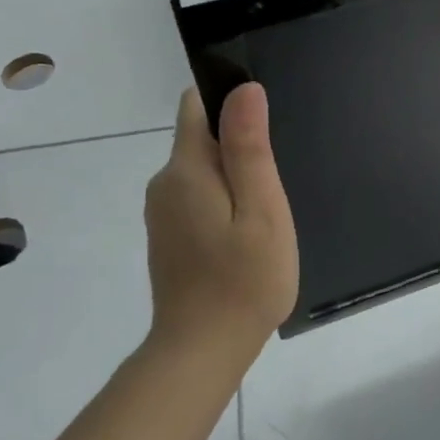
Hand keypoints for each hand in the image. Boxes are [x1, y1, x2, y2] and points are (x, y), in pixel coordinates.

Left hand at [144, 85, 298, 365]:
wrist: (202, 352)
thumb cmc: (244, 279)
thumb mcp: (261, 209)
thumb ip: (249, 147)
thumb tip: (243, 88)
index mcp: (186, 169)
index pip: (198, 106)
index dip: (230, 101)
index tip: (264, 125)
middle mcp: (165, 184)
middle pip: (202, 138)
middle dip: (239, 144)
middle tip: (276, 180)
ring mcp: (163, 213)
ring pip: (203, 170)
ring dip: (235, 176)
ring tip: (267, 209)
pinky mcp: (169, 236)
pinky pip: (199, 197)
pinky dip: (224, 201)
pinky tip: (248, 232)